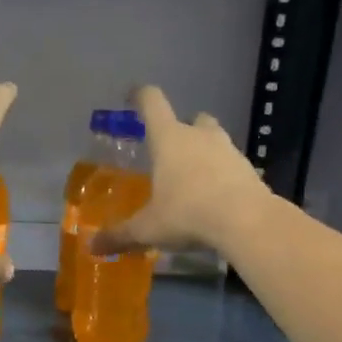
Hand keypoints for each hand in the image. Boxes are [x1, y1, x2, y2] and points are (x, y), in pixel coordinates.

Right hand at [94, 86, 271, 255]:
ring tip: (193, 178)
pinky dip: (222, 175)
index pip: (152, 103)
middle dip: (181, 129)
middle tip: (170, 150)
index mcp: (169, 139)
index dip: (140, 96)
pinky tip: (215, 198)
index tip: (132, 95)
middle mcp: (199, 136)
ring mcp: (229, 150)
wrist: (247, 222)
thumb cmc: (187, 214)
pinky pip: (231, 166)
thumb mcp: (147, 229)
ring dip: (204, 151)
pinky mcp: (249, 170)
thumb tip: (91, 246)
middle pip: (192, 118)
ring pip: (214, 140)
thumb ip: (120, 235)